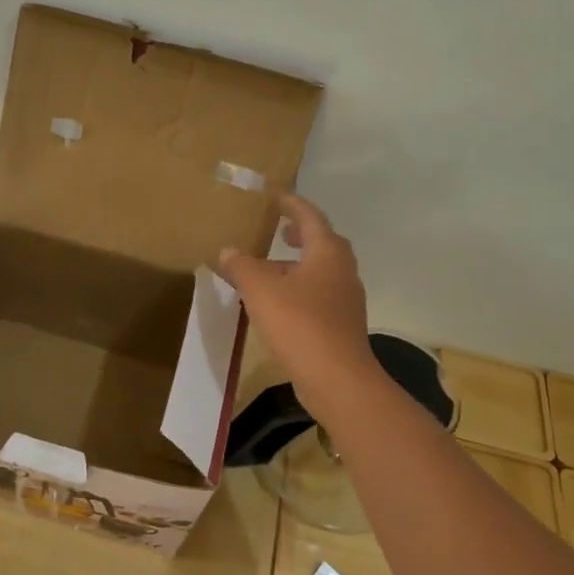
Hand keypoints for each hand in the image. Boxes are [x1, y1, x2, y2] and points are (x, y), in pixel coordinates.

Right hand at [219, 196, 378, 417]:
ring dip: (297, 265)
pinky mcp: (340, 325)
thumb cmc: (299, 323)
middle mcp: (342, 271)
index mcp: (327, 253)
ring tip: (269, 269)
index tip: (276, 196)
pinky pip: (318, 296)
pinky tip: (277, 303)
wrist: (336, 378)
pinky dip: (299, 289)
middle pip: (323, 244)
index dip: (292, 204)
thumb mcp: (260, 290)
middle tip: (280, 230)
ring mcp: (345, 300)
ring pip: (320, 272)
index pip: (310, 217)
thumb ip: (242, 266)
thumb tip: (228, 252)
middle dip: (301, 235)